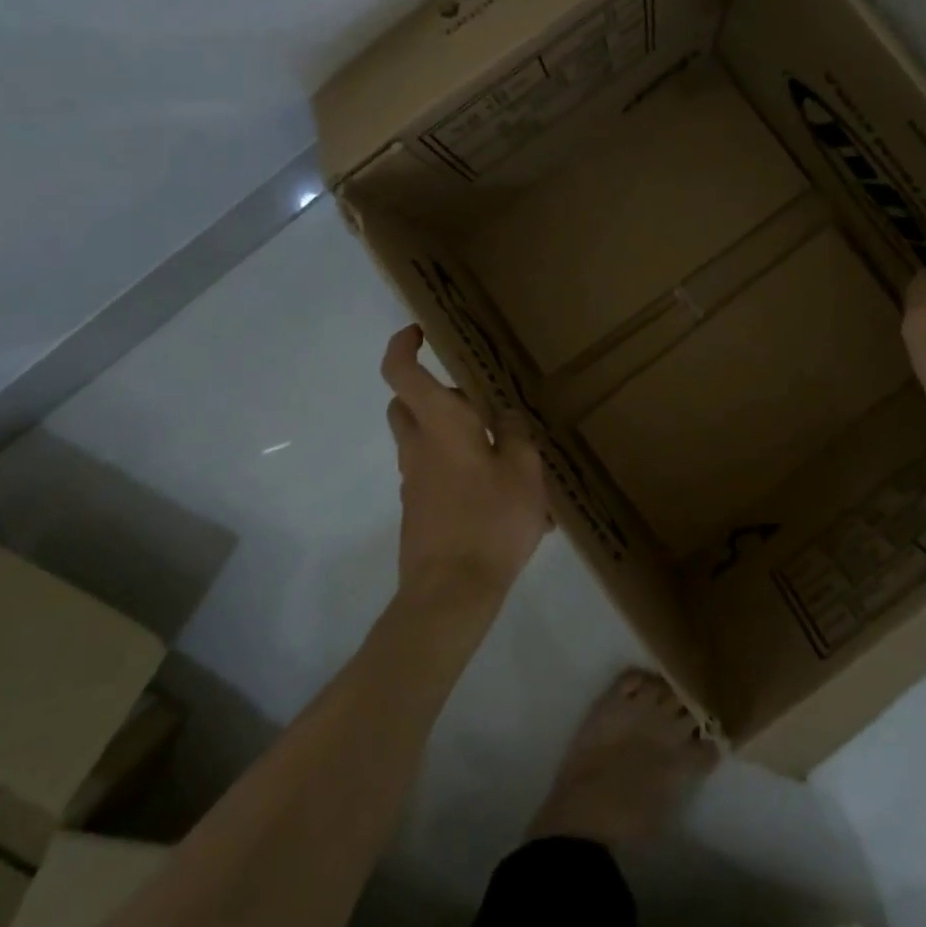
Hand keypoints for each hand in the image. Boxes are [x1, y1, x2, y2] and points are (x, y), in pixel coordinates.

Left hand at [381, 325, 551, 601]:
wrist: (450, 594)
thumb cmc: (490, 520)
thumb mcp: (523, 470)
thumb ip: (517, 434)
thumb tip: (506, 416)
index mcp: (440, 424)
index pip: (401, 372)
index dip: (402, 346)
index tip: (419, 333)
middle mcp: (418, 447)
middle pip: (408, 404)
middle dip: (436, 393)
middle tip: (480, 406)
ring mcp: (413, 481)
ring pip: (423, 440)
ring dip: (454, 435)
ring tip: (508, 459)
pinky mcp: (418, 510)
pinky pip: (435, 475)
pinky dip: (460, 471)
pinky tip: (503, 499)